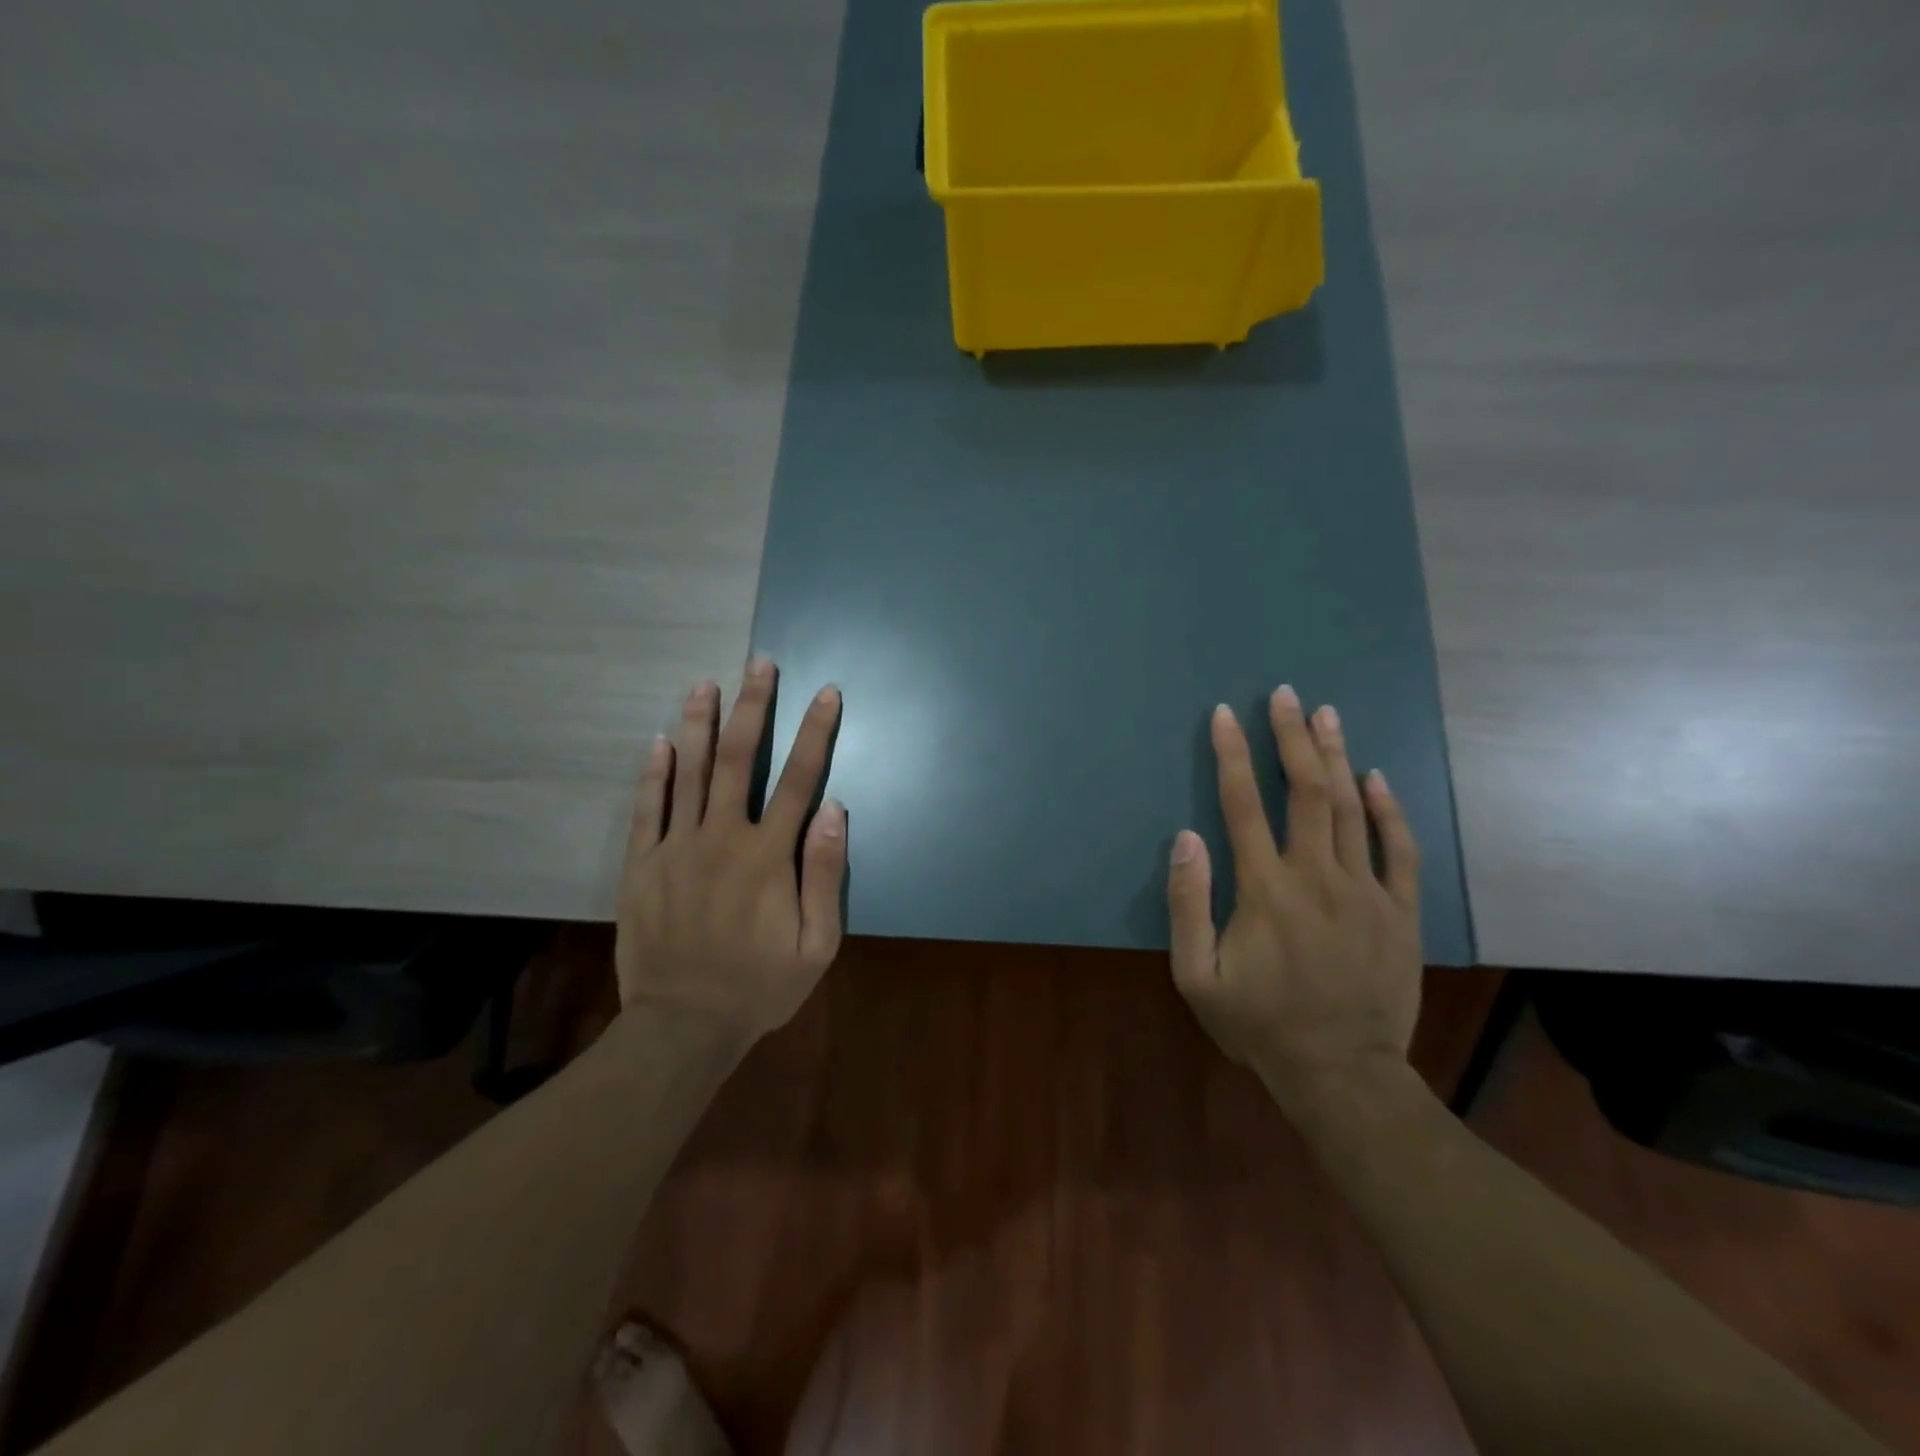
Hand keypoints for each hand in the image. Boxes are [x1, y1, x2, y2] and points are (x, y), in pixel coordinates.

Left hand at [614, 657, 846, 1041]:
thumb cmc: (760, 985)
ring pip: (688, 772)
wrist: (683, 1026)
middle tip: (758, 664)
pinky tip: (659, 741)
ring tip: (705, 683)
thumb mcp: (817, 943)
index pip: (799, 779)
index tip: (825, 693)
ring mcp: (675, 848)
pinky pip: (646, 809)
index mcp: (768, 856)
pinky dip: (653, 772)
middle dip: (752, 707)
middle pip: (738, 759)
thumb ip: (826, 873)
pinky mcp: (641, 865)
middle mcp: (721, 838)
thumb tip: (835, 809)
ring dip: (699, 723)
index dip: (814, 732)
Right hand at [1166, 685, 1422, 1108]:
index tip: (1224, 715)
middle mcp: (1317, 877)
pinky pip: (1400, 849)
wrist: (1342, 1074)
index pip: (1243, 805)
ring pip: (1351, 809)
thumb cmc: (1259, 1025)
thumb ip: (1187, 904)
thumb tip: (1186, 837)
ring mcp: (1366, 892)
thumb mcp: (1196, 976)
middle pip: (1305, 791)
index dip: (1232, 755)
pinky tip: (1376, 777)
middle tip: (1284, 695)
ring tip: (1325, 714)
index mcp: (1265, 890)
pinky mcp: (1401, 912)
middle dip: (1291, 737)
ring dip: (1336, 756)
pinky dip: (1389, 810)